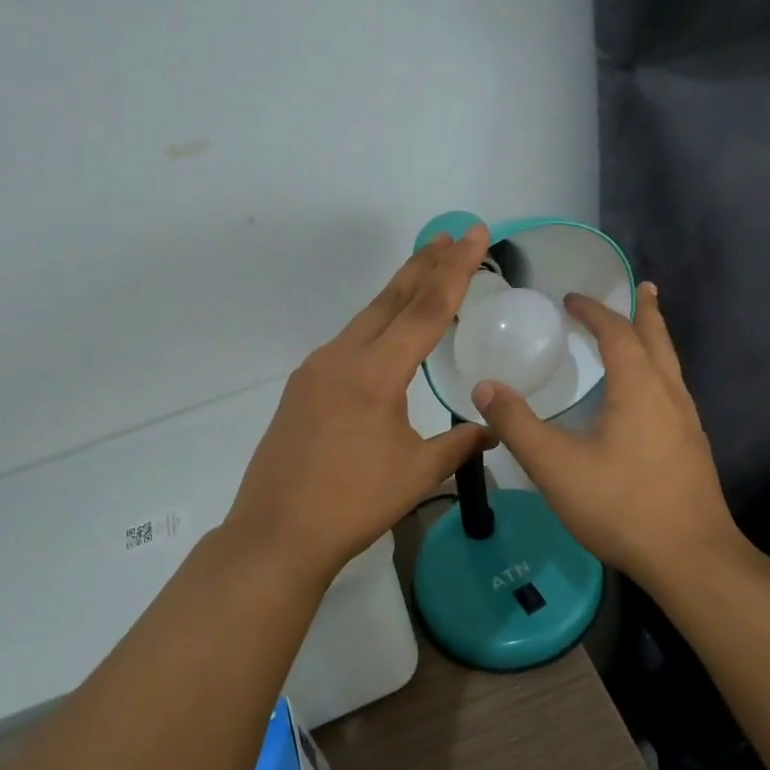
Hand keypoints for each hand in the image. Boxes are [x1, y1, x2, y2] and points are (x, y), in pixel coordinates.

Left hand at [224, 229, 492, 581]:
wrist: (276, 534)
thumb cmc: (353, 504)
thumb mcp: (417, 474)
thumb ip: (459, 444)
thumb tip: (492, 428)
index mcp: (375, 373)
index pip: (426, 310)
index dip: (455, 271)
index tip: (473, 236)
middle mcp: (342, 357)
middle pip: (392, 300)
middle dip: (425, 265)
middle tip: (452, 236)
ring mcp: (316, 369)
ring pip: (366, 317)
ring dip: (399, 291)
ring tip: (425, 270)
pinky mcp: (302, 386)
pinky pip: (348, 341)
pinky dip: (376, 324)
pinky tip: (386, 333)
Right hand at [472, 283, 741, 585]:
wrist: (690, 558)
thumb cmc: (621, 504)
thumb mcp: (555, 465)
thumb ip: (517, 425)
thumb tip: (484, 387)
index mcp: (639, 387)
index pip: (617, 332)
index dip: (594, 312)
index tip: (571, 299)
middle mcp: (669, 394)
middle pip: (657, 339)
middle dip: (645, 311)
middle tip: (640, 287)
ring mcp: (687, 422)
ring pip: (671, 366)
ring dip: (655, 341)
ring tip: (644, 331)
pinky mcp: (692, 449)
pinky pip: (673, 392)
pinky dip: (658, 372)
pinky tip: (647, 397)